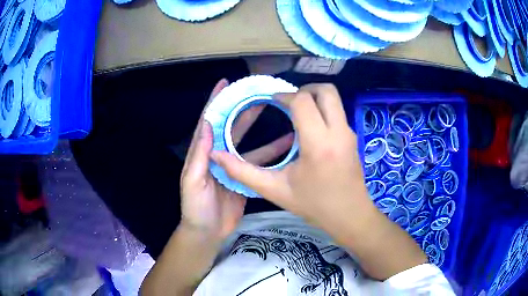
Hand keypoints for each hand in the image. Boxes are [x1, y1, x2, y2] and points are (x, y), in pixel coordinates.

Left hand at [180, 79, 293, 240]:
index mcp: (204, 152)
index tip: (224, 83)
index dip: (216, 102)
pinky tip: (286, 146)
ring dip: (263, 130)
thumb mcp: (192, 181)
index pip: (209, 121)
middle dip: (243, 109)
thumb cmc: (195, 207)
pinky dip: (272, 154)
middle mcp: (219, 154)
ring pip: (250, 143)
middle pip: (232, 127)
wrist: (208, 232)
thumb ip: (200, 155)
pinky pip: (259, 162)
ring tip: (281, 115)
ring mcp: (233, 166)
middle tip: (259, 94)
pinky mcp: (245, 179)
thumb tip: (207, 124)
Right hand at [211, 84, 426, 279]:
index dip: (284, 96)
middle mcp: (338, 132)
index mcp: (318, 144)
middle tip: (287, 102)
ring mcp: (349, 133)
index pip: (303, 101)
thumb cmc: (314, 206)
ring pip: (334, 99)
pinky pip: (337, 111)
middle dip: (304, 89)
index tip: (271, 101)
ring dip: (314, 98)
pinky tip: (309, 129)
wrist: (350, 216)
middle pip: (325, 91)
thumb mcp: (275, 190)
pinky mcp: (353, 137)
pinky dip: (322, 110)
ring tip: (296, 113)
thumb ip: (243, 172)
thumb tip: (217, 155)